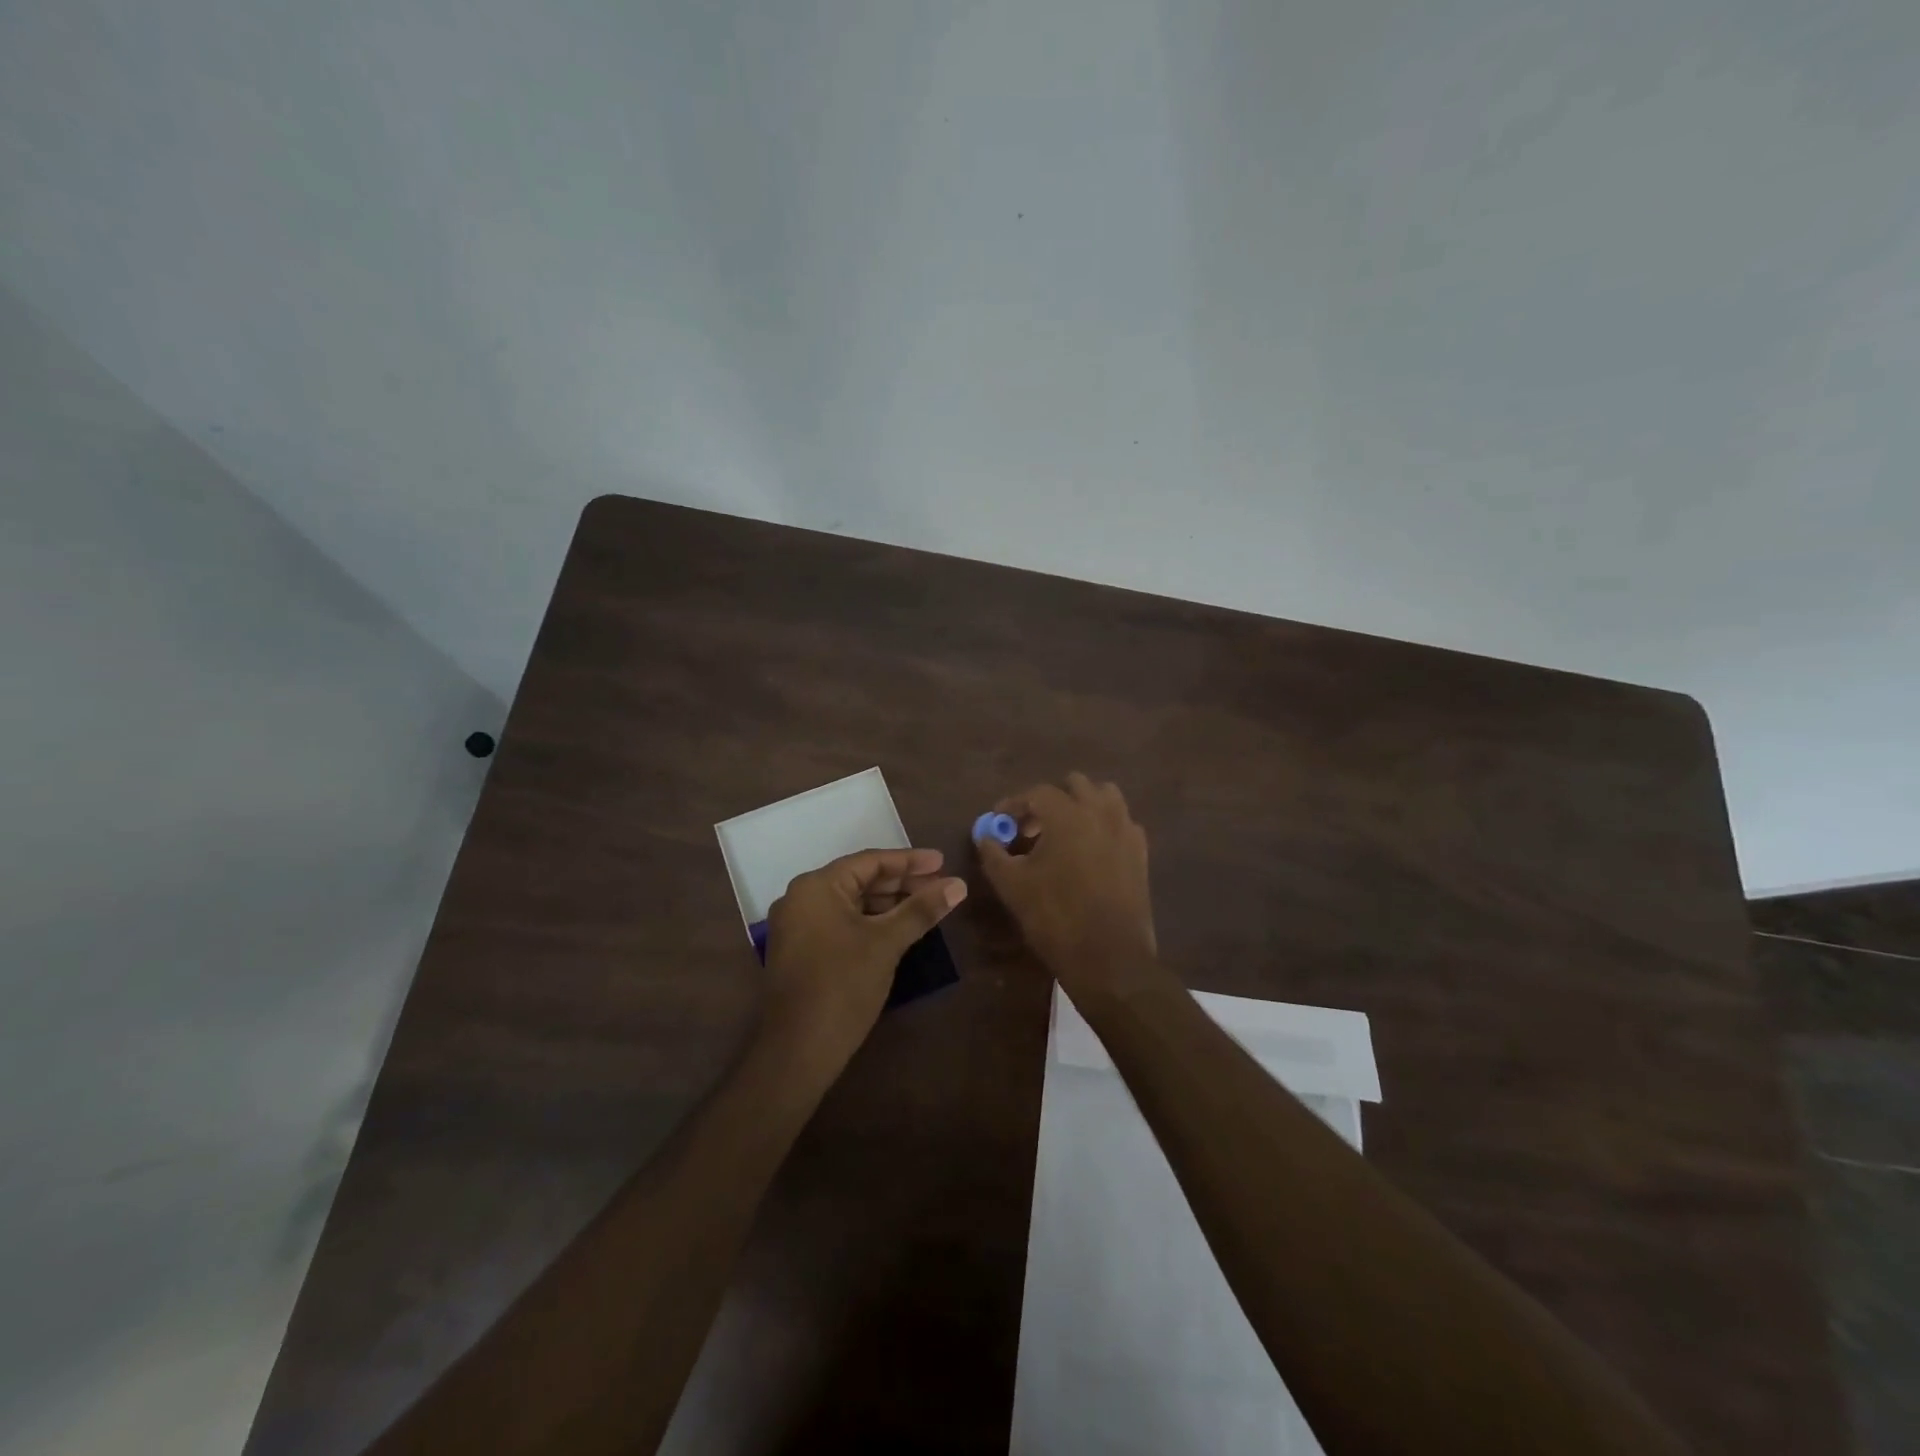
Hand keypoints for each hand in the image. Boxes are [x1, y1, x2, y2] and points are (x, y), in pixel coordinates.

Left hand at [762, 848, 966, 1067]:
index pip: (870, 861)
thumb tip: (959, 884)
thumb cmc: (843, 986)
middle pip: (860, 880)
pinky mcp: (801, 950)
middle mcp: (801, 898)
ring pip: (851, 903)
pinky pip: (841, 922)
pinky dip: (870, 921)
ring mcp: (797, 926)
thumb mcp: (887, 943)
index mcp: (816, 886)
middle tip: (940, 886)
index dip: (910, 861)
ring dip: (888, 903)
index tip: (943, 862)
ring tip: (926, 906)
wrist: (798, 1050)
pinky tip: (898, 929)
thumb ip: (921, 909)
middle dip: (902, 883)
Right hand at [974, 774, 1164, 1002]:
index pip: (1037, 792)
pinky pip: (1121, 822)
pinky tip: (1090, 851)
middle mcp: (1101, 812)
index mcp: (1068, 814)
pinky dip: (1103, 825)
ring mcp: (1126, 830)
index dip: (1014, 804)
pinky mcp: (1141, 852)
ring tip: (1064, 833)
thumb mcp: (1012, 885)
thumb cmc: (1055, 917)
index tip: (1000, 820)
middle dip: (1050, 800)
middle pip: (1075, 785)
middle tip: (1031, 828)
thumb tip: (986, 836)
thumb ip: (993, 853)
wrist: (1109, 958)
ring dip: (1081, 805)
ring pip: (1105, 797)